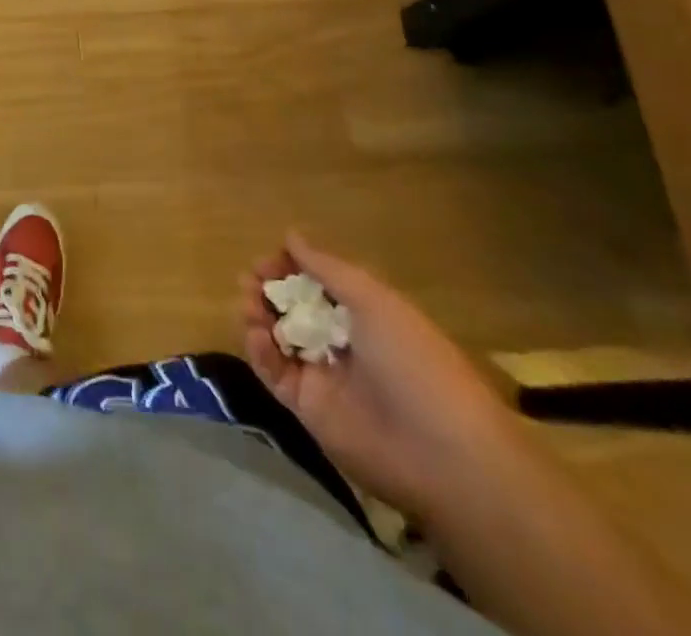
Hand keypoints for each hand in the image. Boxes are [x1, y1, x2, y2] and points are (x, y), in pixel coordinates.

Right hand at [239, 232, 521, 523]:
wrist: (442, 455)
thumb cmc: (413, 362)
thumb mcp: (373, 301)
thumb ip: (327, 268)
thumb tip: (290, 235)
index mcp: (365, 314)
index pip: (316, 282)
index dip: (290, 267)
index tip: (267, 260)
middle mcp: (341, 340)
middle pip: (292, 307)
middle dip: (267, 289)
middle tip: (250, 280)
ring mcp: (323, 375)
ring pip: (277, 336)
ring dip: (257, 315)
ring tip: (248, 305)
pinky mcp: (307, 407)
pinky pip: (273, 372)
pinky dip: (259, 351)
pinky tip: (257, 335)